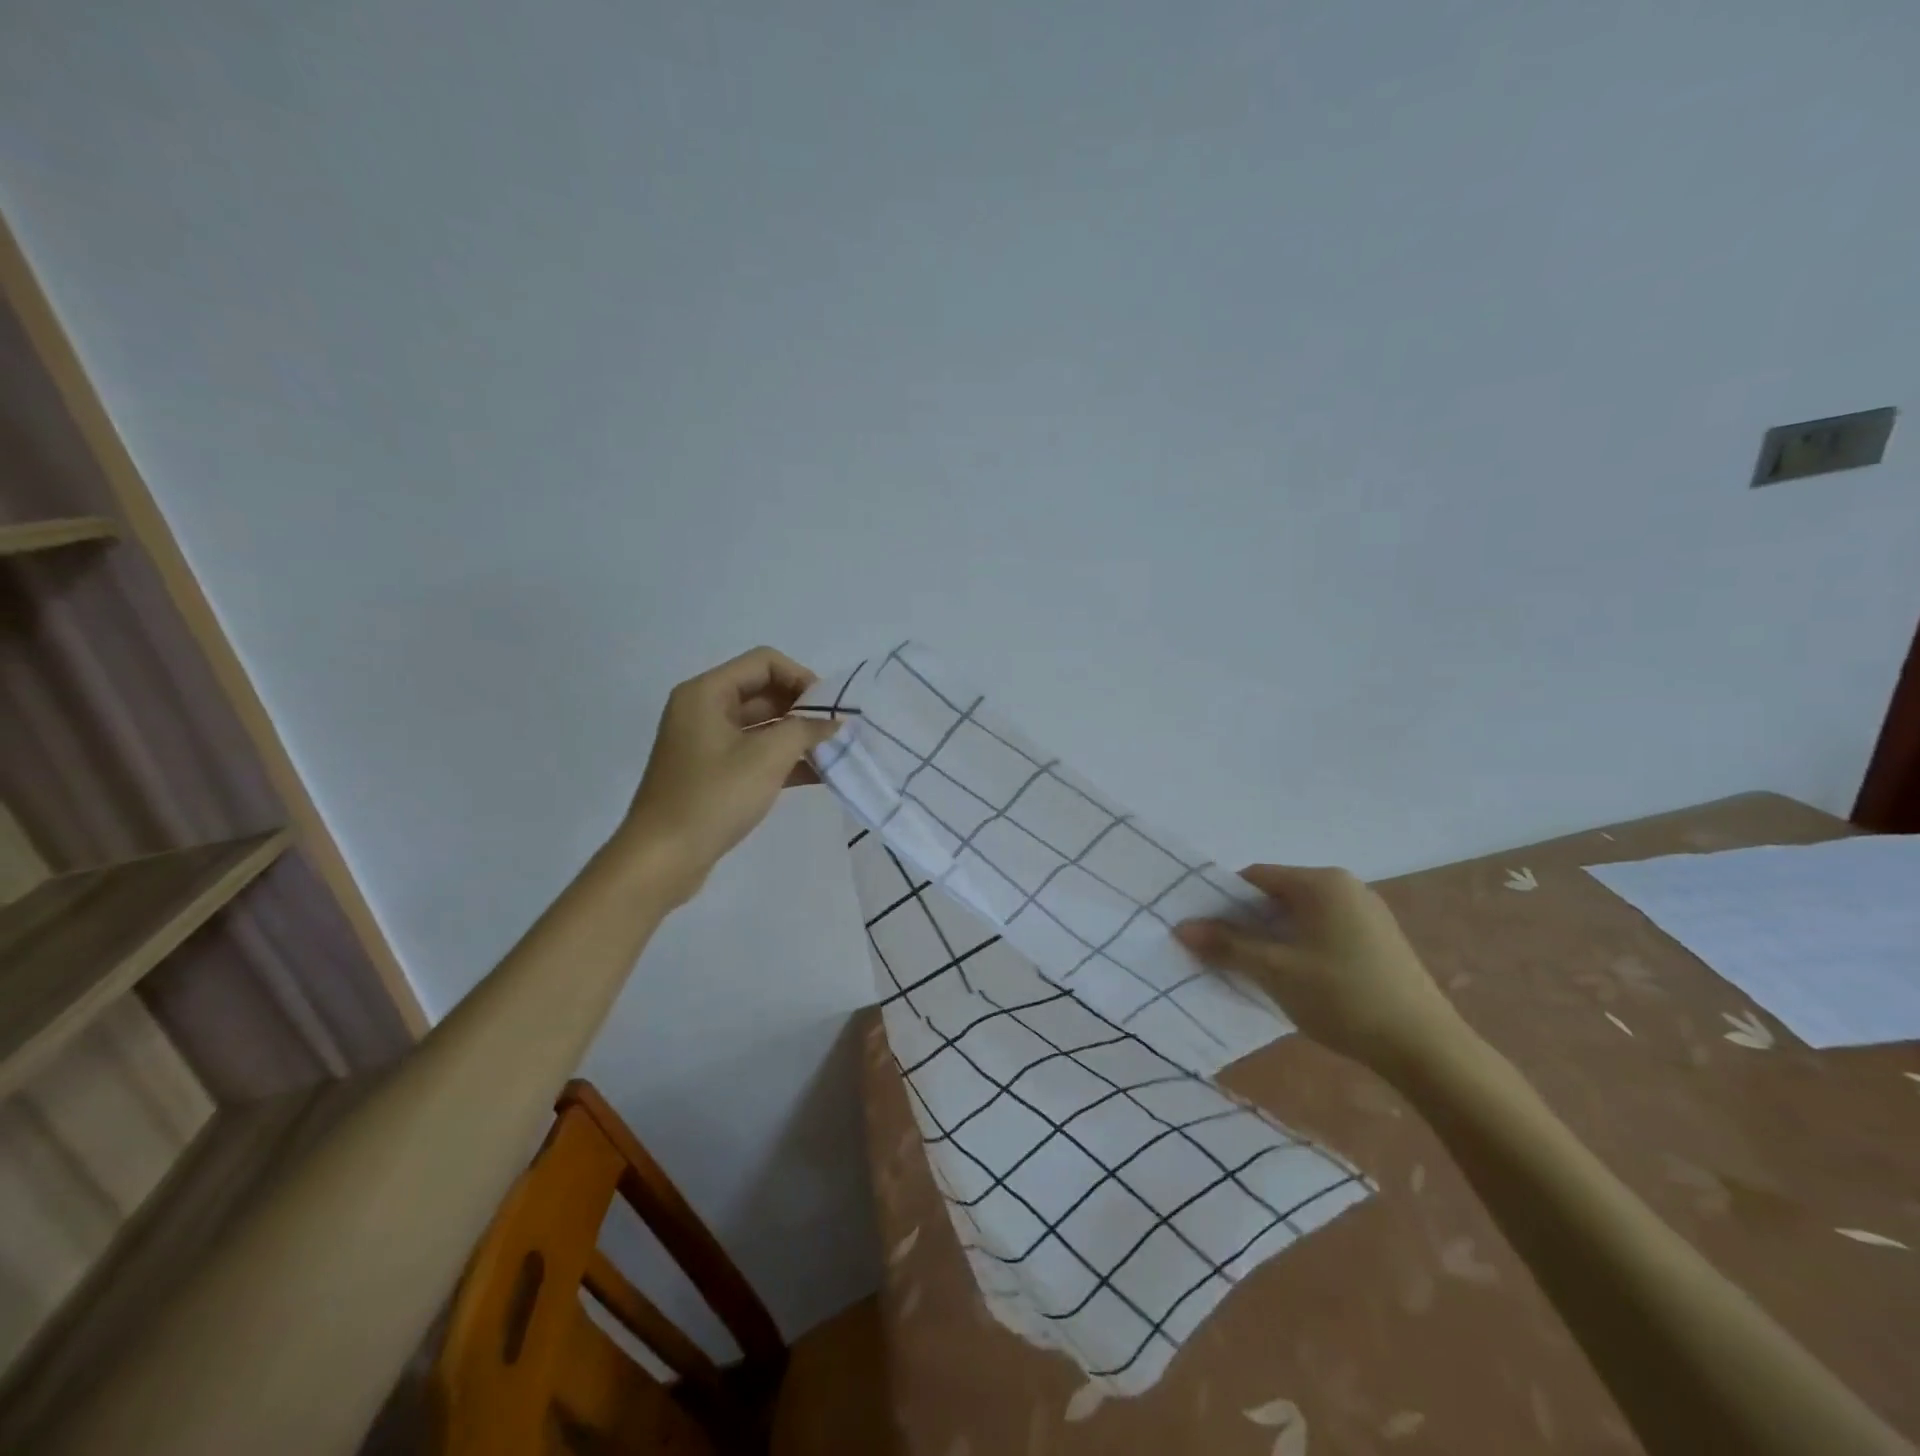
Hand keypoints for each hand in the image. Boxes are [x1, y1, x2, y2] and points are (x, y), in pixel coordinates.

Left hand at [618, 647, 841, 904]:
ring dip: (797, 736)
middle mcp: (704, 709)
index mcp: (707, 693)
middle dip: (803, 709)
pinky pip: (754, 752)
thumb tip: (833, 722)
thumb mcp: (767, 757)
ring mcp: (707, 742)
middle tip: (837, 732)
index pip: (764, 662)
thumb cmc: (713, 798)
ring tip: (833, 754)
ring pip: (762, 725)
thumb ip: (806, 730)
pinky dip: (783, 759)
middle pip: (764, 691)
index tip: (829, 709)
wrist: (662, 859)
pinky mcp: (713, 772)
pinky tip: (817, 775)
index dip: (802, 678)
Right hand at [1173, 865, 1472, 1079]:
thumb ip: (1226, 945)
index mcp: (1321, 882)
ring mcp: (1367, 914)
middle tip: (1223, 953)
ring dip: (1273, 937)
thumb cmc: (1343, 997)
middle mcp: (1346, 887)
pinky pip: (1324, 931)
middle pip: (1278, 895)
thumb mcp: (1275, 971)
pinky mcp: (1380, 941)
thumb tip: (1181, 927)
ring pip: (1301, 916)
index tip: (1206, 931)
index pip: (1256, 877)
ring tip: (1254, 970)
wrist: (1426, 1049)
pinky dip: (1300, 947)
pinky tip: (1295, 979)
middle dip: (1247, 921)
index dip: (1224, 900)